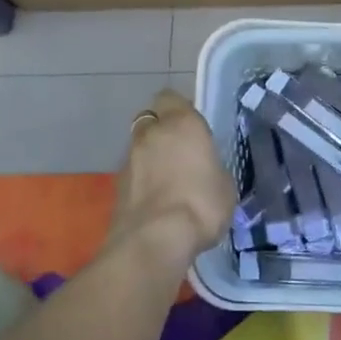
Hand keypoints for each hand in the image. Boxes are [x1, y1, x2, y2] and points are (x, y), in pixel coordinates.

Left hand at [114, 89, 235, 265]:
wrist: (154, 241)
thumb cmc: (200, 204)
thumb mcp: (225, 185)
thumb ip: (211, 168)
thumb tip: (205, 172)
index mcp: (181, 124)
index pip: (171, 98)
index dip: (180, 109)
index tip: (193, 126)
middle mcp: (151, 133)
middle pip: (151, 120)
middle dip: (161, 131)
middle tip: (180, 153)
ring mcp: (128, 159)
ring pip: (139, 147)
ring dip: (150, 158)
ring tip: (168, 182)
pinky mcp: (115, 187)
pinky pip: (132, 174)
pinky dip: (142, 182)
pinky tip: (156, 202)